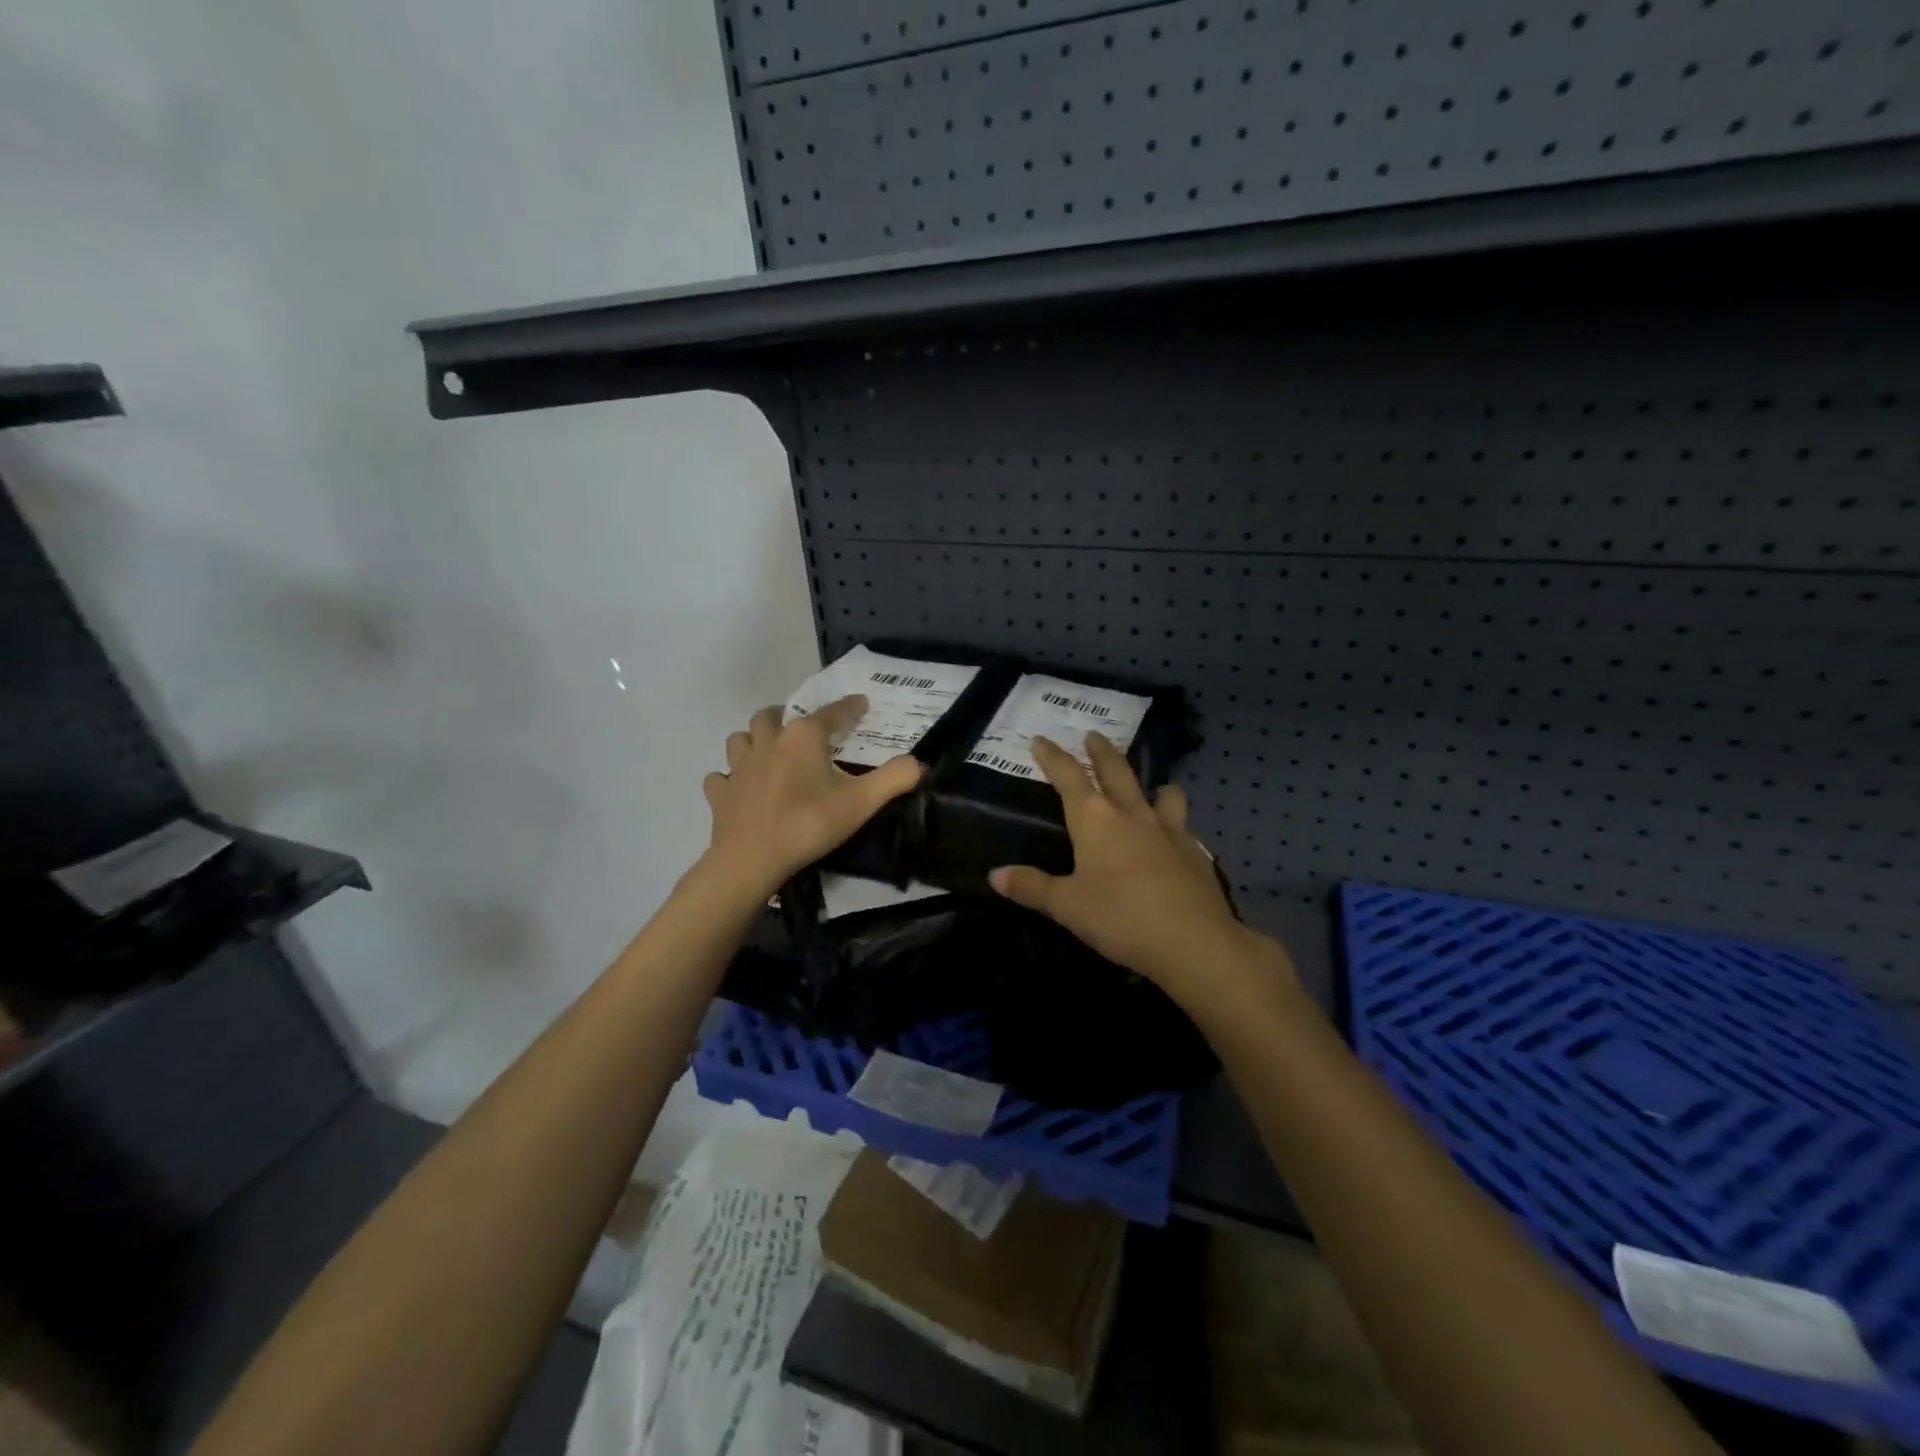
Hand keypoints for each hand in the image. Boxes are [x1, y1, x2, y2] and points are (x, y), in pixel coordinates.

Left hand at [702, 696, 922, 894]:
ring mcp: (739, 767)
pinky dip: (730, 778)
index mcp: (803, 737)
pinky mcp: (720, 793)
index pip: (831, 713)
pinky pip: (722, 777)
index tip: (861, 704)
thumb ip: (894, 778)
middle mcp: (768, 742)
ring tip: (768, 752)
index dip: (849, 707)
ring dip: (754, 740)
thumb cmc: (809, 824)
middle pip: (772, 716)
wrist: (751, 860)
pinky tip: (740, 788)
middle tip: (803, 730)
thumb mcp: (862, 803)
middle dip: (787, 716)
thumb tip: (919, 762)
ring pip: (740, 739)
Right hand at [988, 733, 1280, 1010]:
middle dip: (1101, 751)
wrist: (1193, 941)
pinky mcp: (1194, 852)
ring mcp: (1168, 830)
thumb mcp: (1066, 906)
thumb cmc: (1119, 917)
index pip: (1068, 777)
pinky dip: (1174, 824)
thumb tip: (995, 874)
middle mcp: (1131, 814)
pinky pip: (1182, 826)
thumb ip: (1031, 887)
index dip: (1052, 756)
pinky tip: (1173, 841)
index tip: (1041, 740)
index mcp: (1095, 820)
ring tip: (1151, 786)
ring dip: (1152, 784)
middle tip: (1093, 735)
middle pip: (1116, 771)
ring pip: (1162, 793)